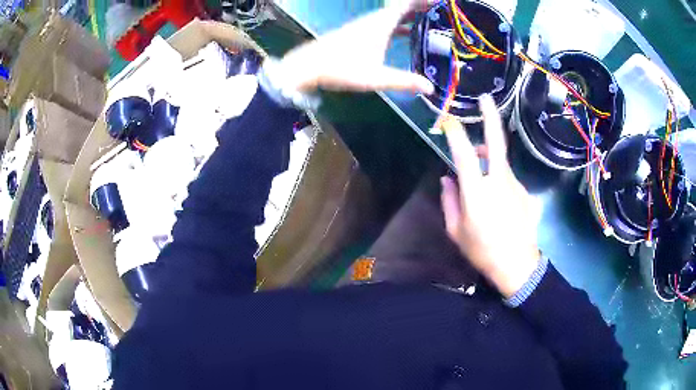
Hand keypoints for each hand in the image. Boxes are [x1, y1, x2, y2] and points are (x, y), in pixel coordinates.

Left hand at [277, 0, 434, 93]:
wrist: (308, 66)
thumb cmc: (341, 69)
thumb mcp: (375, 77)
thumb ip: (403, 81)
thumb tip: (430, 87)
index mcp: (381, 24)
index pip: (405, 5)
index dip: (421, 1)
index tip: (438, 2)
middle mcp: (374, 21)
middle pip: (401, 8)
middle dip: (420, 7)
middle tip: (440, 11)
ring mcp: (365, 26)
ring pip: (393, 15)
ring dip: (410, 14)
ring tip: (429, 19)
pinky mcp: (359, 33)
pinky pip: (385, 23)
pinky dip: (399, 24)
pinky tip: (405, 33)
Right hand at [440, 95, 540, 298]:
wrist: (517, 265)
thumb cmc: (482, 250)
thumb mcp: (456, 230)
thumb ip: (449, 201)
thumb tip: (447, 178)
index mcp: (477, 192)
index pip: (464, 154)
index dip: (455, 134)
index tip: (447, 122)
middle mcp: (498, 181)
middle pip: (495, 141)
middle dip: (490, 116)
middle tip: (486, 98)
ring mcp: (515, 184)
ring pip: (500, 161)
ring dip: (488, 156)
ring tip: (478, 165)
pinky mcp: (524, 191)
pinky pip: (507, 177)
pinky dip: (497, 177)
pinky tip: (496, 196)